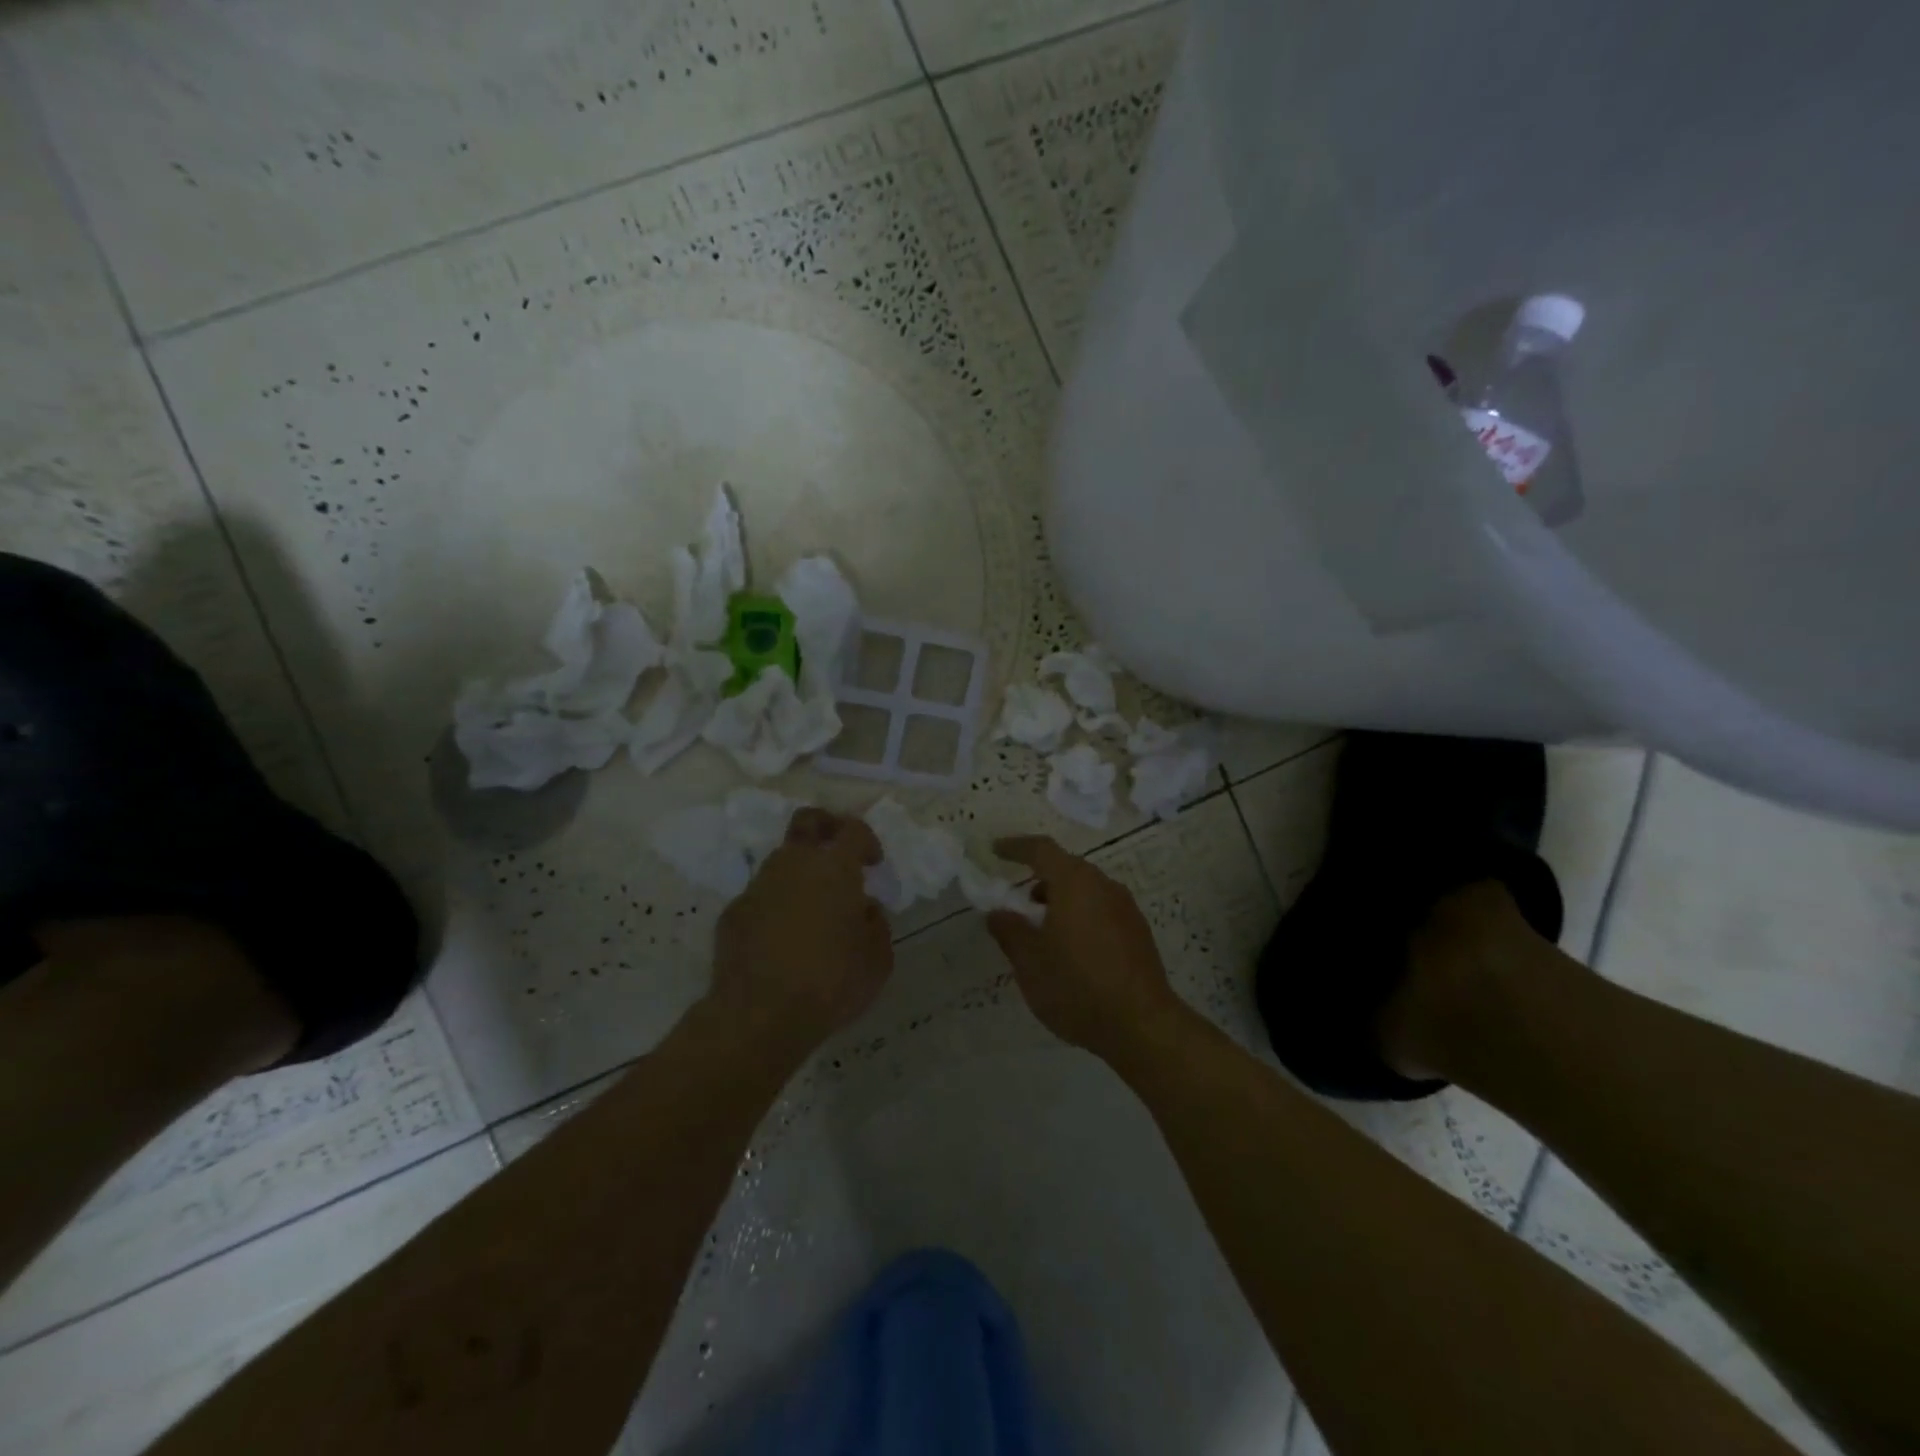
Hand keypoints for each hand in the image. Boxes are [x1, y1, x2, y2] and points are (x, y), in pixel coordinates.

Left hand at [710, 808, 892, 1054]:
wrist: (759, 1016)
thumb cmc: (830, 983)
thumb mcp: (878, 959)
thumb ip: (876, 924)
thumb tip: (863, 909)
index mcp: (834, 868)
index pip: (853, 830)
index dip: (866, 839)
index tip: (873, 862)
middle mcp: (793, 865)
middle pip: (807, 821)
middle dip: (826, 825)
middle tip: (838, 851)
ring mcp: (758, 886)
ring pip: (781, 860)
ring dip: (799, 872)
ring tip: (812, 908)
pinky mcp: (733, 913)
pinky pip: (760, 896)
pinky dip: (775, 905)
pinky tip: (782, 938)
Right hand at [985, 836, 1183, 1060]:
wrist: (1142, 1025)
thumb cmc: (1077, 986)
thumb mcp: (1030, 962)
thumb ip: (1010, 931)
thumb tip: (998, 912)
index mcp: (1074, 883)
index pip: (1041, 850)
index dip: (1015, 847)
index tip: (996, 850)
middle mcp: (1103, 885)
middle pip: (1067, 867)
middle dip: (1039, 877)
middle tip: (1017, 898)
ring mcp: (1125, 908)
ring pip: (1086, 889)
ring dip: (1060, 898)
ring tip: (1041, 927)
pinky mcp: (1138, 931)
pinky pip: (1101, 908)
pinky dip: (1080, 914)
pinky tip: (1071, 947)